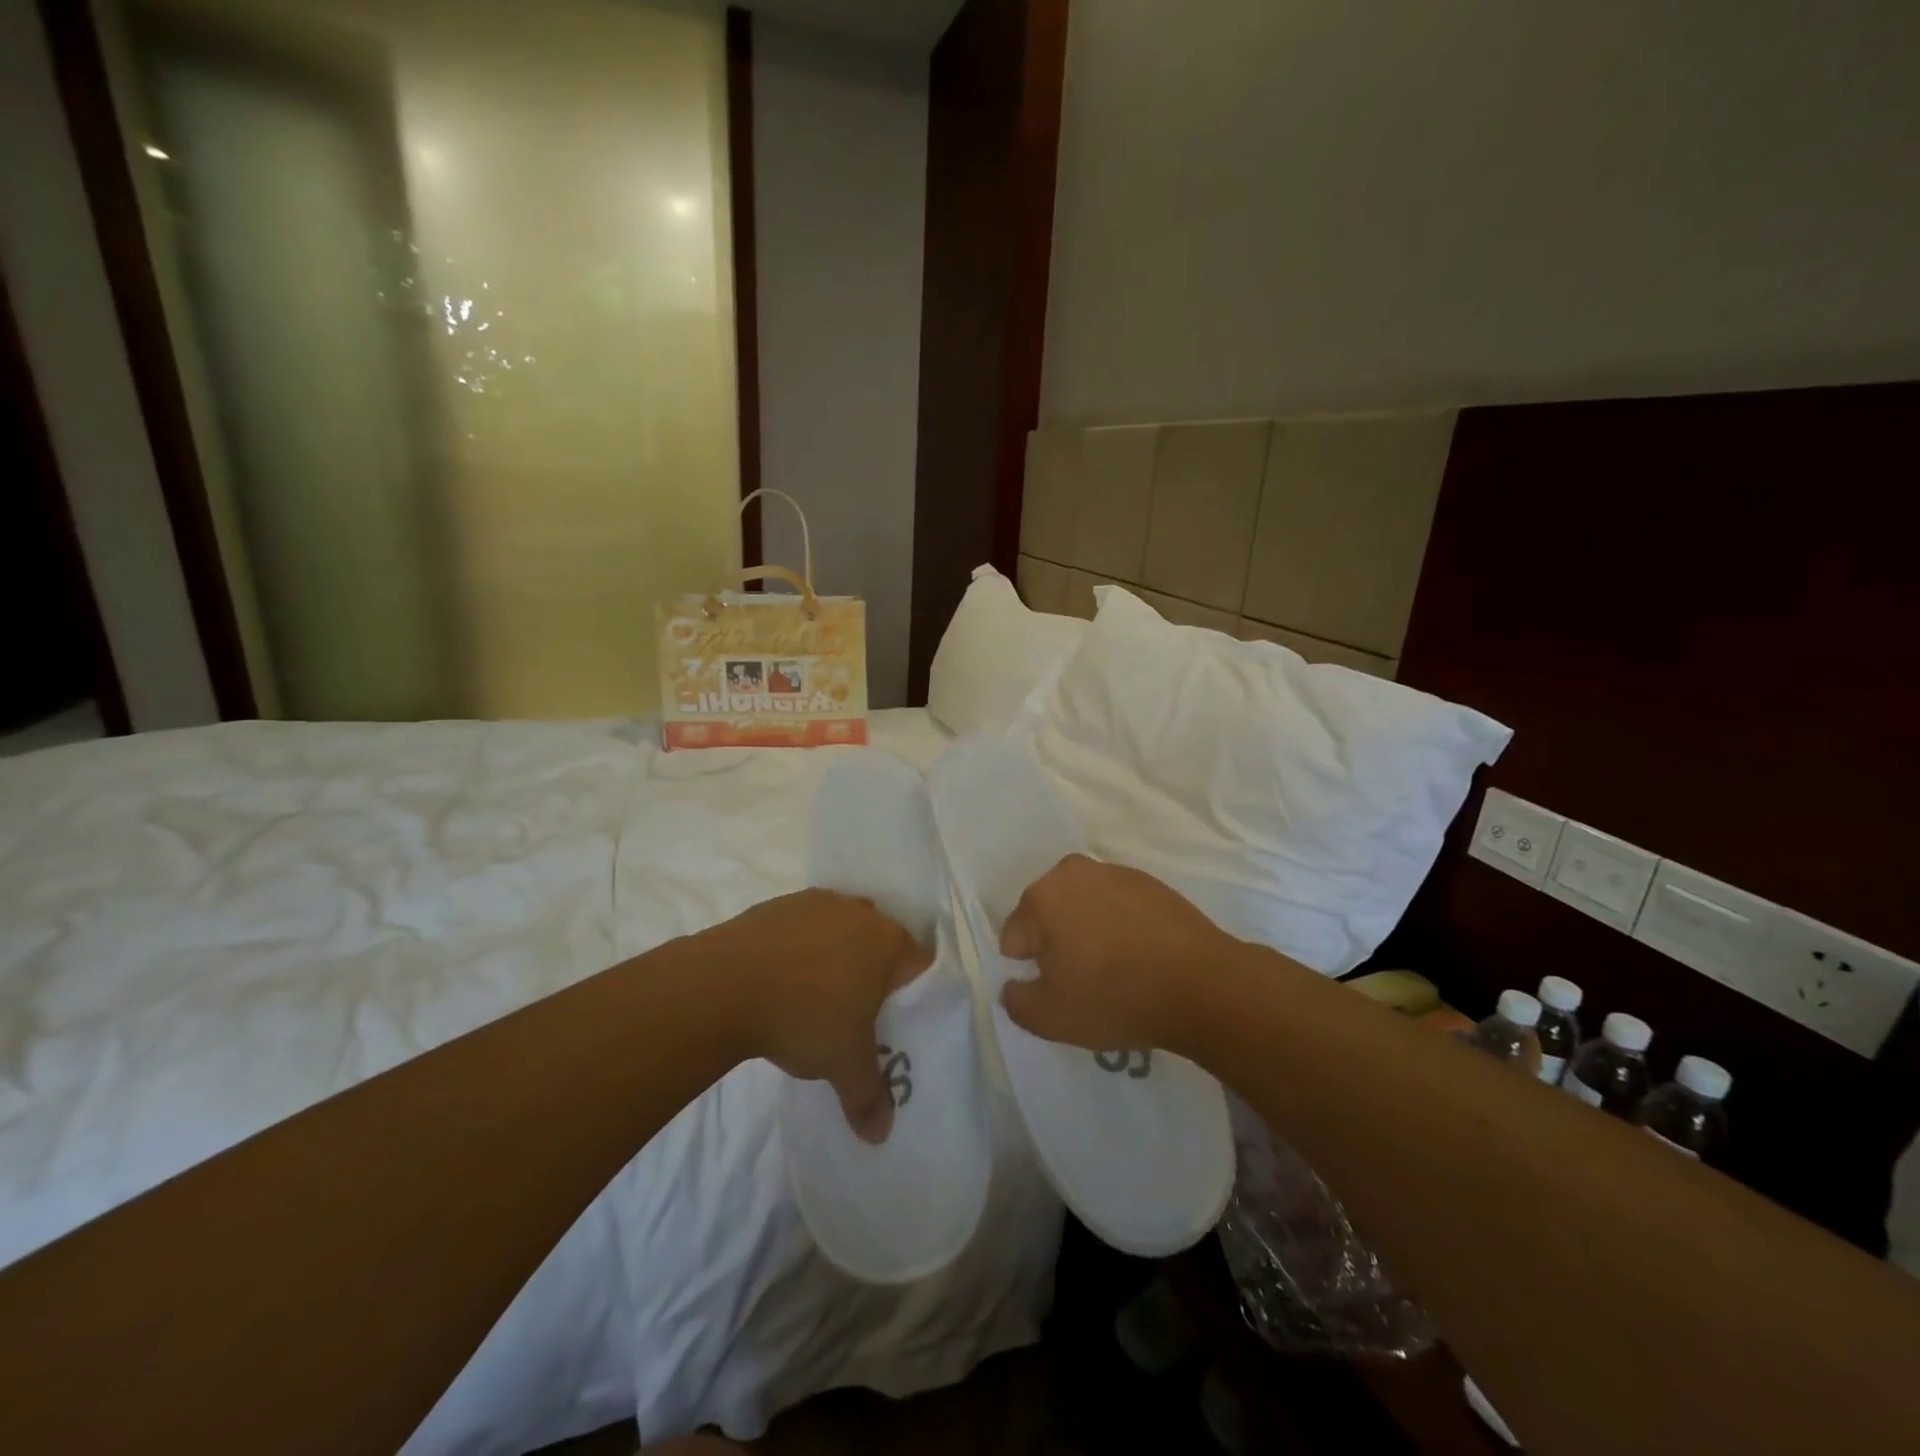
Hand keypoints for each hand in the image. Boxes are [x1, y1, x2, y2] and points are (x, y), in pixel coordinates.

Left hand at [702, 890, 929, 1142]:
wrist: (723, 984)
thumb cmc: (802, 1017)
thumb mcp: (843, 1065)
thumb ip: (869, 1096)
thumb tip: (880, 1133)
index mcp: (889, 941)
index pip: (920, 967)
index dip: (912, 998)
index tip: (895, 1025)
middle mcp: (861, 912)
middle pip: (881, 946)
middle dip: (874, 977)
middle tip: (858, 1015)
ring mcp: (818, 902)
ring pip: (842, 932)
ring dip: (836, 959)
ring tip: (814, 998)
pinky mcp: (780, 904)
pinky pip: (805, 928)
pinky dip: (801, 950)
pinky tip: (781, 980)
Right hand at [998, 855, 1235, 1052]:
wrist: (1202, 984)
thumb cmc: (1114, 997)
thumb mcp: (1050, 1017)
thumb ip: (1016, 1001)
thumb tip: (1015, 985)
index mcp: (1042, 897)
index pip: (1014, 937)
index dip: (1030, 969)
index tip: (1059, 989)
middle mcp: (1073, 872)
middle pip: (1048, 915)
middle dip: (1057, 944)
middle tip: (1085, 980)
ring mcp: (1116, 873)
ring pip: (1084, 907)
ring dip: (1089, 932)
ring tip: (1117, 970)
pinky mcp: (1151, 883)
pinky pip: (1119, 907)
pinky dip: (1121, 927)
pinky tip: (1142, 957)